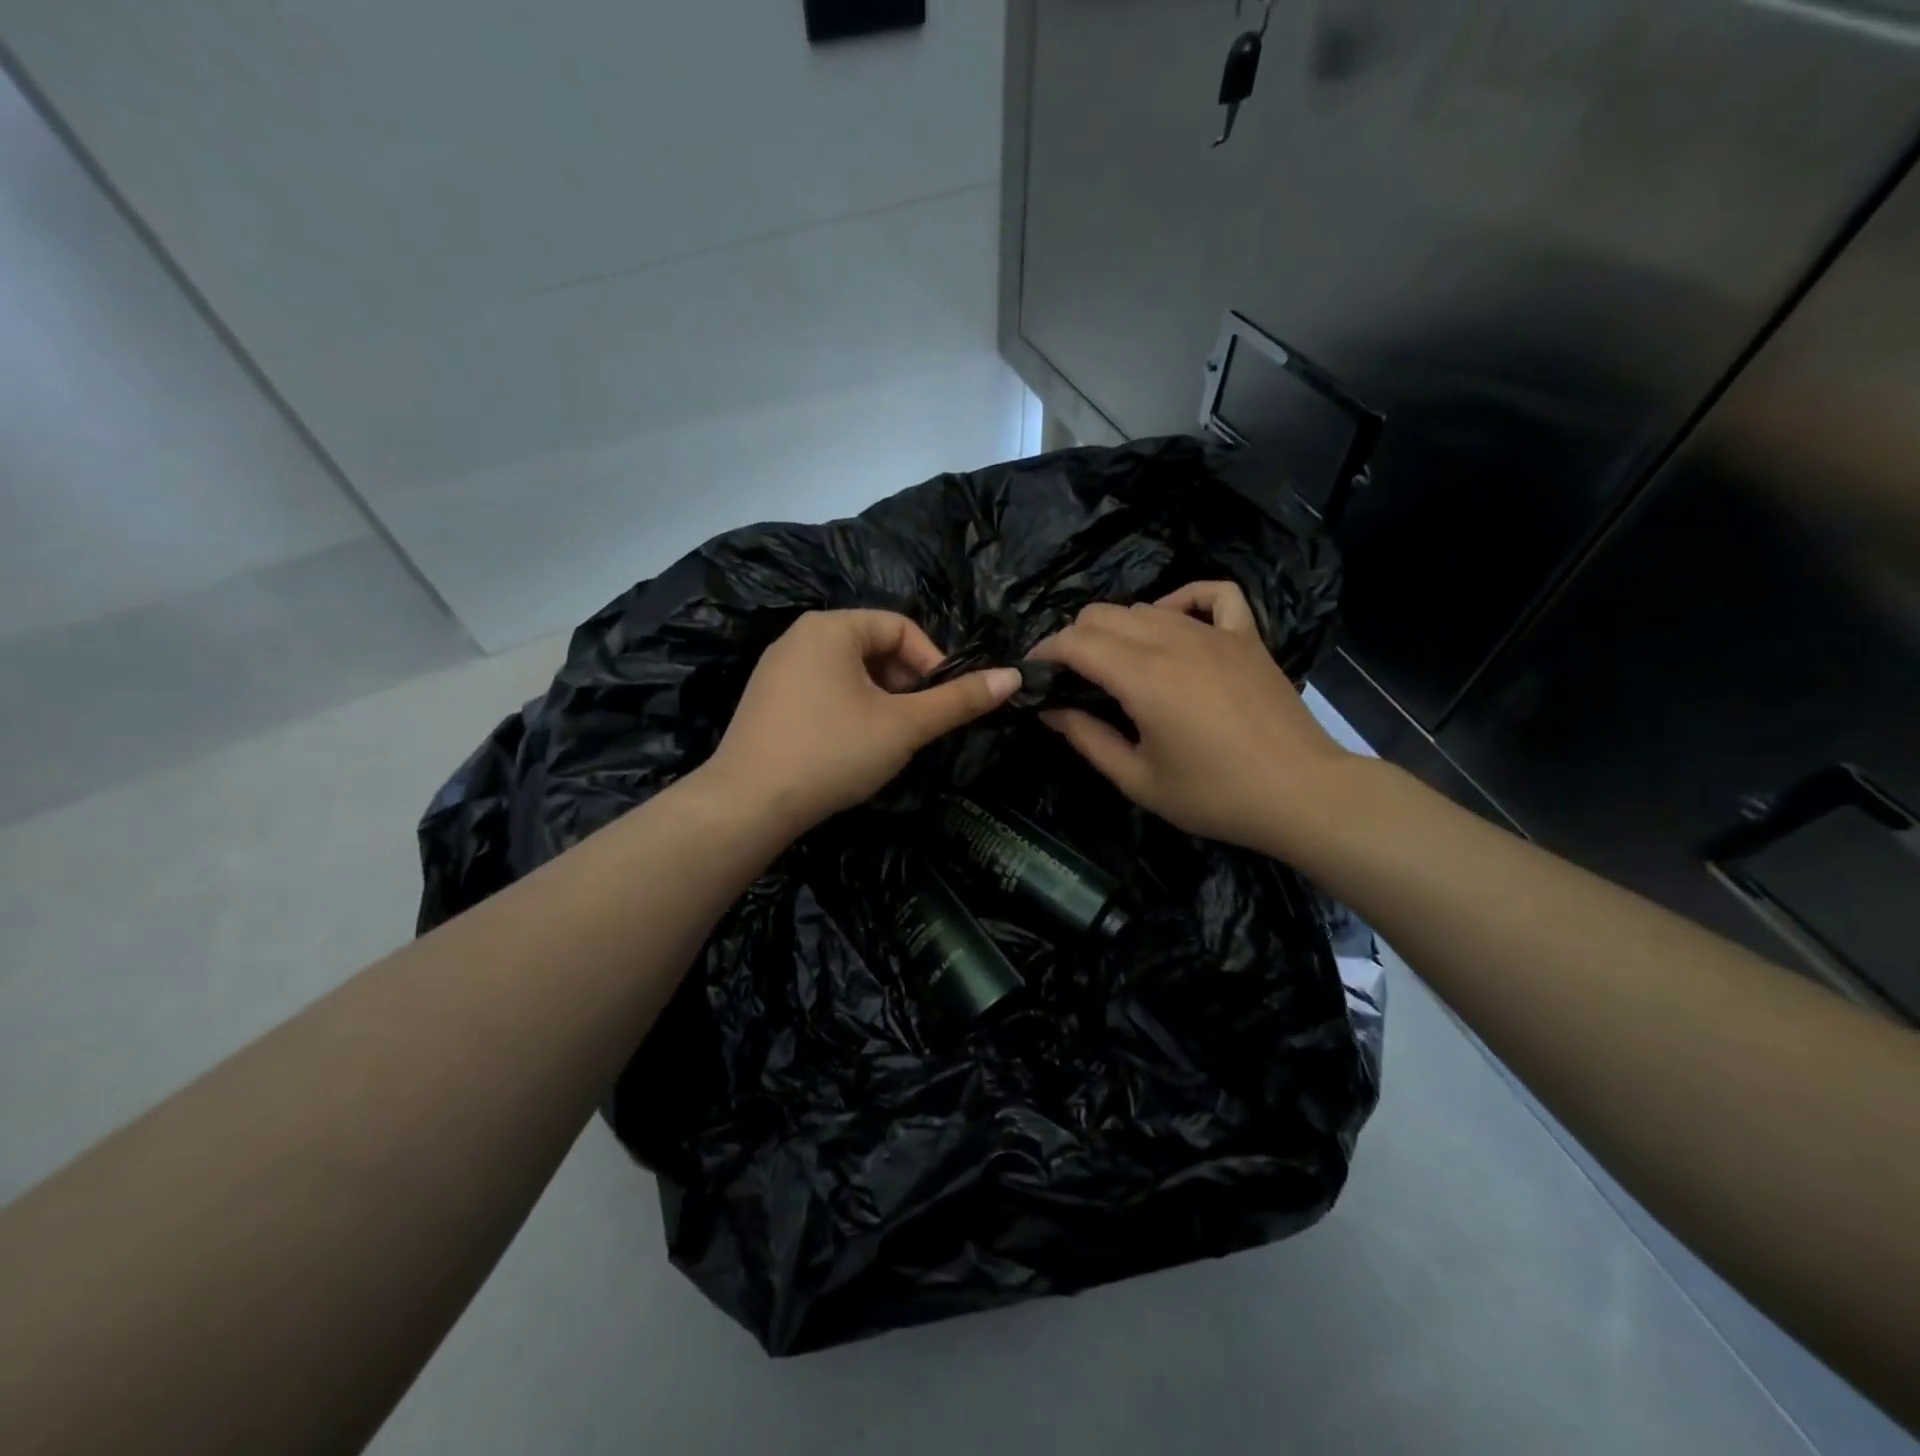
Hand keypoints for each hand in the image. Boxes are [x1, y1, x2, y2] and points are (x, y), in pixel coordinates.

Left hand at [702, 610, 1020, 835]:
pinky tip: (851, 747)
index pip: (901, 627)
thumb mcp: (904, 726)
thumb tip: (1013, 678)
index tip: (944, 704)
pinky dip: (849, 709)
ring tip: (889, 739)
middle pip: (873, 647)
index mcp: (831, 627)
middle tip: (918, 725)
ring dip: (880, 699)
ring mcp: (777, 669)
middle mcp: (799, 636)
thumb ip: (958, 701)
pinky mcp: (766, 700)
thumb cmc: (833, 752)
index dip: (933, 662)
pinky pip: (822, 690)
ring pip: (848, 672)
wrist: (748, 804)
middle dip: (905, 683)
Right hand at [1028, 581, 1356, 849]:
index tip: (1033, 674)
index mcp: (1142, 677)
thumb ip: (1087, 738)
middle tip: (1070, 677)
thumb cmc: (1214, 795)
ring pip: (1146, 607)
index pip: (1075, 641)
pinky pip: (1213, 594)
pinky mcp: (1246, 636)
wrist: (1301, 794)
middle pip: (1103, 615)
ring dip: (1117, 628)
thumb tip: (1050, 710)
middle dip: (1074, 639)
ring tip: (1114, 663)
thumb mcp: (1138, 779)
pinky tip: (1173, 621)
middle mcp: (1173, 640)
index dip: (1045, 653)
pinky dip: (1184, 599)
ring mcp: (1214, 633)